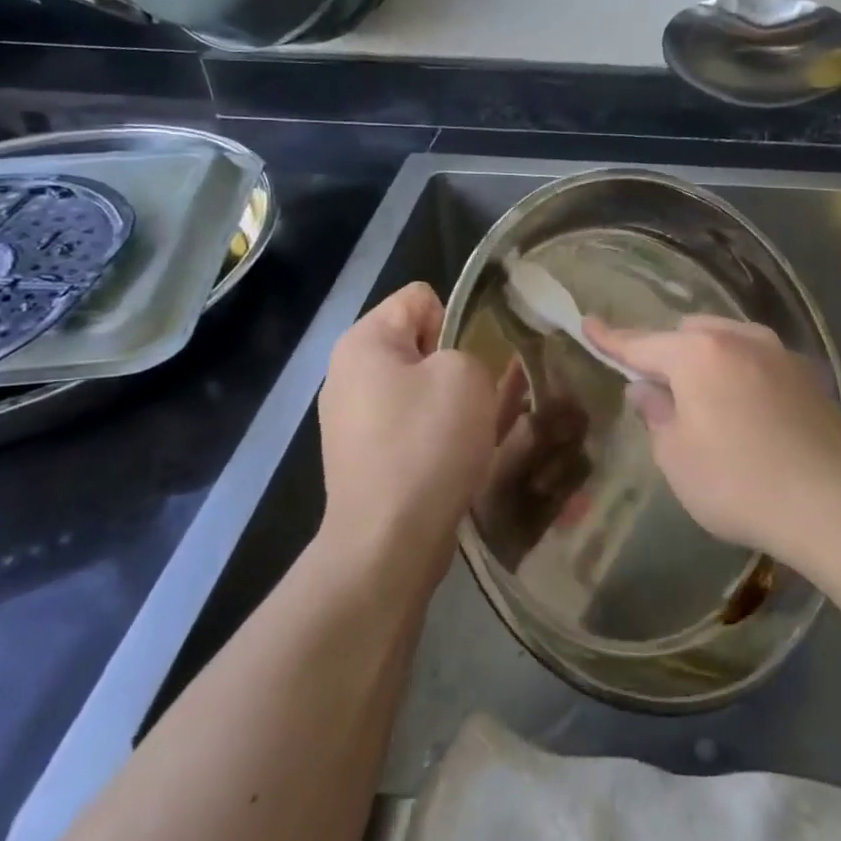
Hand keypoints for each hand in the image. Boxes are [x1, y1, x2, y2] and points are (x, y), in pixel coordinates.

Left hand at [317, 283, 503, 589]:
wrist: (388, 543)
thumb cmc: (426, 443)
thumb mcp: (466, 374)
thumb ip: (470, 350)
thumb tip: (457, 369)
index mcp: (364, 342)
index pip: (421, 298)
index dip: (459, 318)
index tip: (481, 356)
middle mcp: (350, 375)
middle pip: (421, 346)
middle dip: (459, 363)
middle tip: (490, 393)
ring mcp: (355, 422)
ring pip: (422, 391)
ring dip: (455, 402)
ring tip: (486, 427)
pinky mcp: (368, 460)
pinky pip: (415, 429)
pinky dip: (441, 435)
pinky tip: (467, 455)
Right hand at [585, 316, 840, 562]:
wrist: (836, 504)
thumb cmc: (739, 482)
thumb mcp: (677, 457)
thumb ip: (656, 414)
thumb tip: (647, 389)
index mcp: (698, 354)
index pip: (641, 342)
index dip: (610, 338)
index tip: (588, 323)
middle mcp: (739, 339)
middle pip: (689, 334)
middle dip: (668, 353)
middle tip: (660, 391)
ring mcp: (779, 353)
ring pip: (728, 341)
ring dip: (707, 360)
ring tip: (705, 401)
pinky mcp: (808, 375)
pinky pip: (758, 360)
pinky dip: (740, 374)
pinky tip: (748, 412)